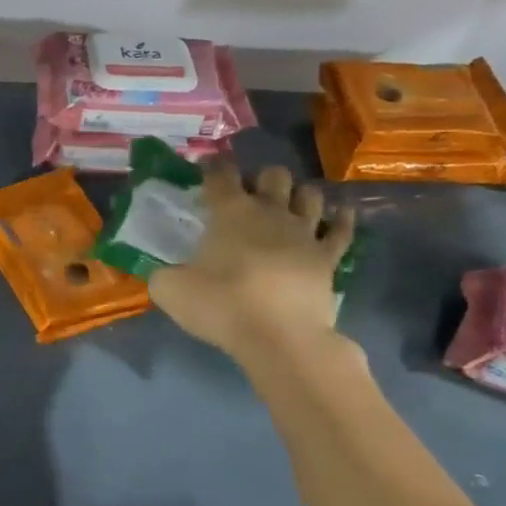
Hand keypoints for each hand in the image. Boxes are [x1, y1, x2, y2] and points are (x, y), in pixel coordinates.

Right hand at [148, 161, 355, 364]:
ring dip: (298, 195)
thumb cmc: (221, 306)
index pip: (220, 176)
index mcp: (230, 213)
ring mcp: (305, 232)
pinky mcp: (330, 257)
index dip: (212, 168)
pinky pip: (342, 229)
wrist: (279, 337)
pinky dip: (340, 219)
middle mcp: (271, 212)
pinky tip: (338, 215)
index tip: (206, 170)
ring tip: (288, 206)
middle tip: (248, 197)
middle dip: (261, 179)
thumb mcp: (169, 291)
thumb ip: (163, 273)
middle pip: (273, 175)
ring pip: (310, 194)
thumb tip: (163, 271)